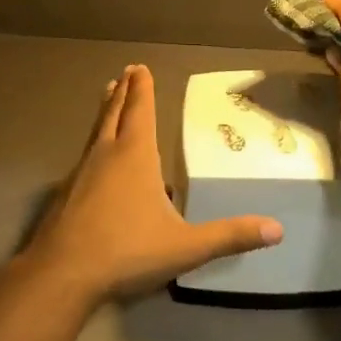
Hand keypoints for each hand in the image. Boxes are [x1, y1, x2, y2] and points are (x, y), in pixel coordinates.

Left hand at [22, 65, 282, 303]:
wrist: (62, 273)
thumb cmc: (127, 250)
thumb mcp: (186, 246)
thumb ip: (229, 236)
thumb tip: (277, 230)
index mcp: (134, 156)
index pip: (140, 112)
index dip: (143, 90)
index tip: (140, 67)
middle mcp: (105, 155)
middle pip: (114, 114)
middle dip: (123, 93)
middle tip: (126, 72)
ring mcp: (80, 173)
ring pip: (95, 132)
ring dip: (105, 113)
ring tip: (108, 98)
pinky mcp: (64, 194)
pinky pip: (84, 157)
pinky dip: (93, 144)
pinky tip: (94, 159)